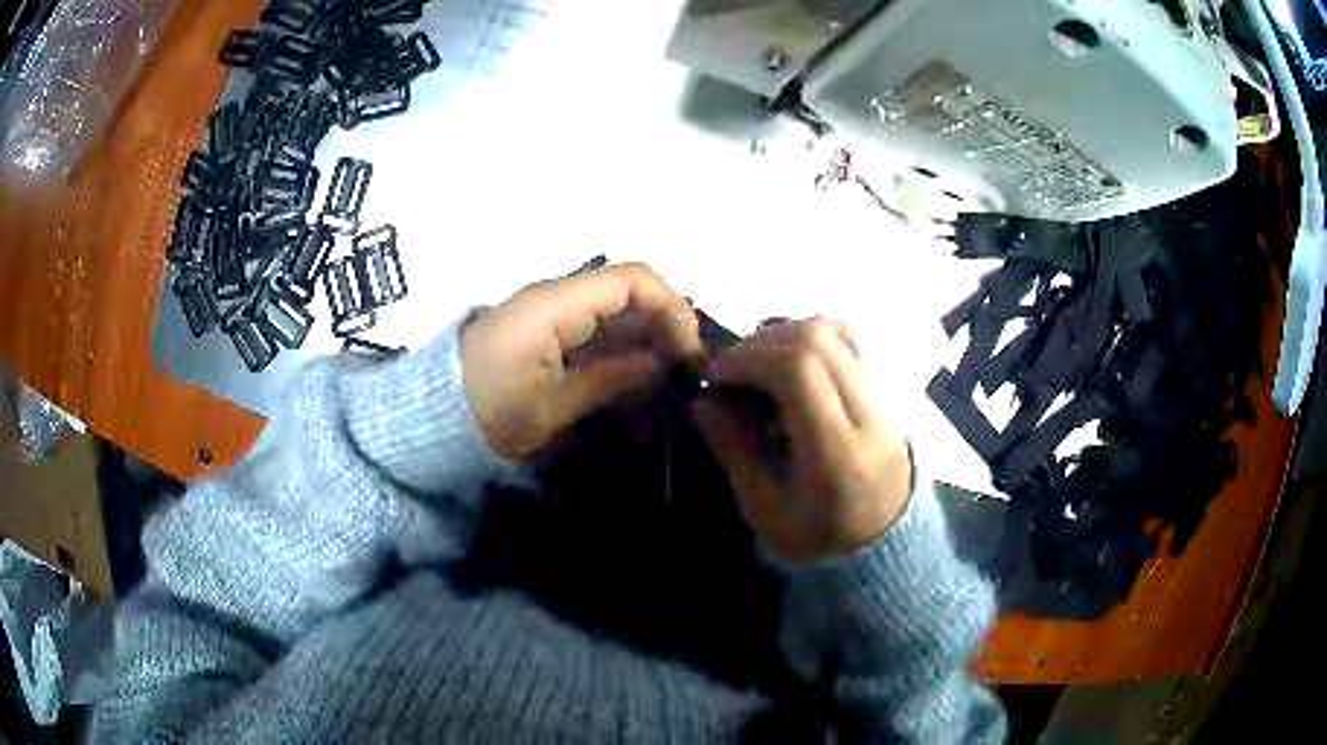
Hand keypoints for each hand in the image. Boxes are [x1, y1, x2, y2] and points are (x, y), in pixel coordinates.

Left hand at [461, 263, 702, 460]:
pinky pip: (591, 329)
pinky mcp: (540, 333)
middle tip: (685, 371)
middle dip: (663, 325)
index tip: (690, 350)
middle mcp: (553, 298)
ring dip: (644, 338)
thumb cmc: (489, 414)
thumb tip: (658, 360)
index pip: (630, 279)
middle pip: (625, 292)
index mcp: (554, 306)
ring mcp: (546, 314)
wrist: (431, 421)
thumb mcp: (553, 406)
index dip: (671, 307)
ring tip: (668, 379)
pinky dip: (618, 349)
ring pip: (611, 312)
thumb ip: (610, 378)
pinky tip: (635, 378)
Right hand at [693, 318, 911, 562]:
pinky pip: (851, 341)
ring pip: (836, 332)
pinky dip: (812, 339)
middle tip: (731, 371)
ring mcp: (886, 398)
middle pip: (818, 340)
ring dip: (786, 336)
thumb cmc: (817, 540)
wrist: (881, 547)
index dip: (750, 359)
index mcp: (839, 454)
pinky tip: (790, 364)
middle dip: (761, 344)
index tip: (715, 376)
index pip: (800, 371)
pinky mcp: (887, 390)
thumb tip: (703, 399)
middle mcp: (870, 416)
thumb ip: (736, 450)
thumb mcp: (765, 511)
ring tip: (759, 367)